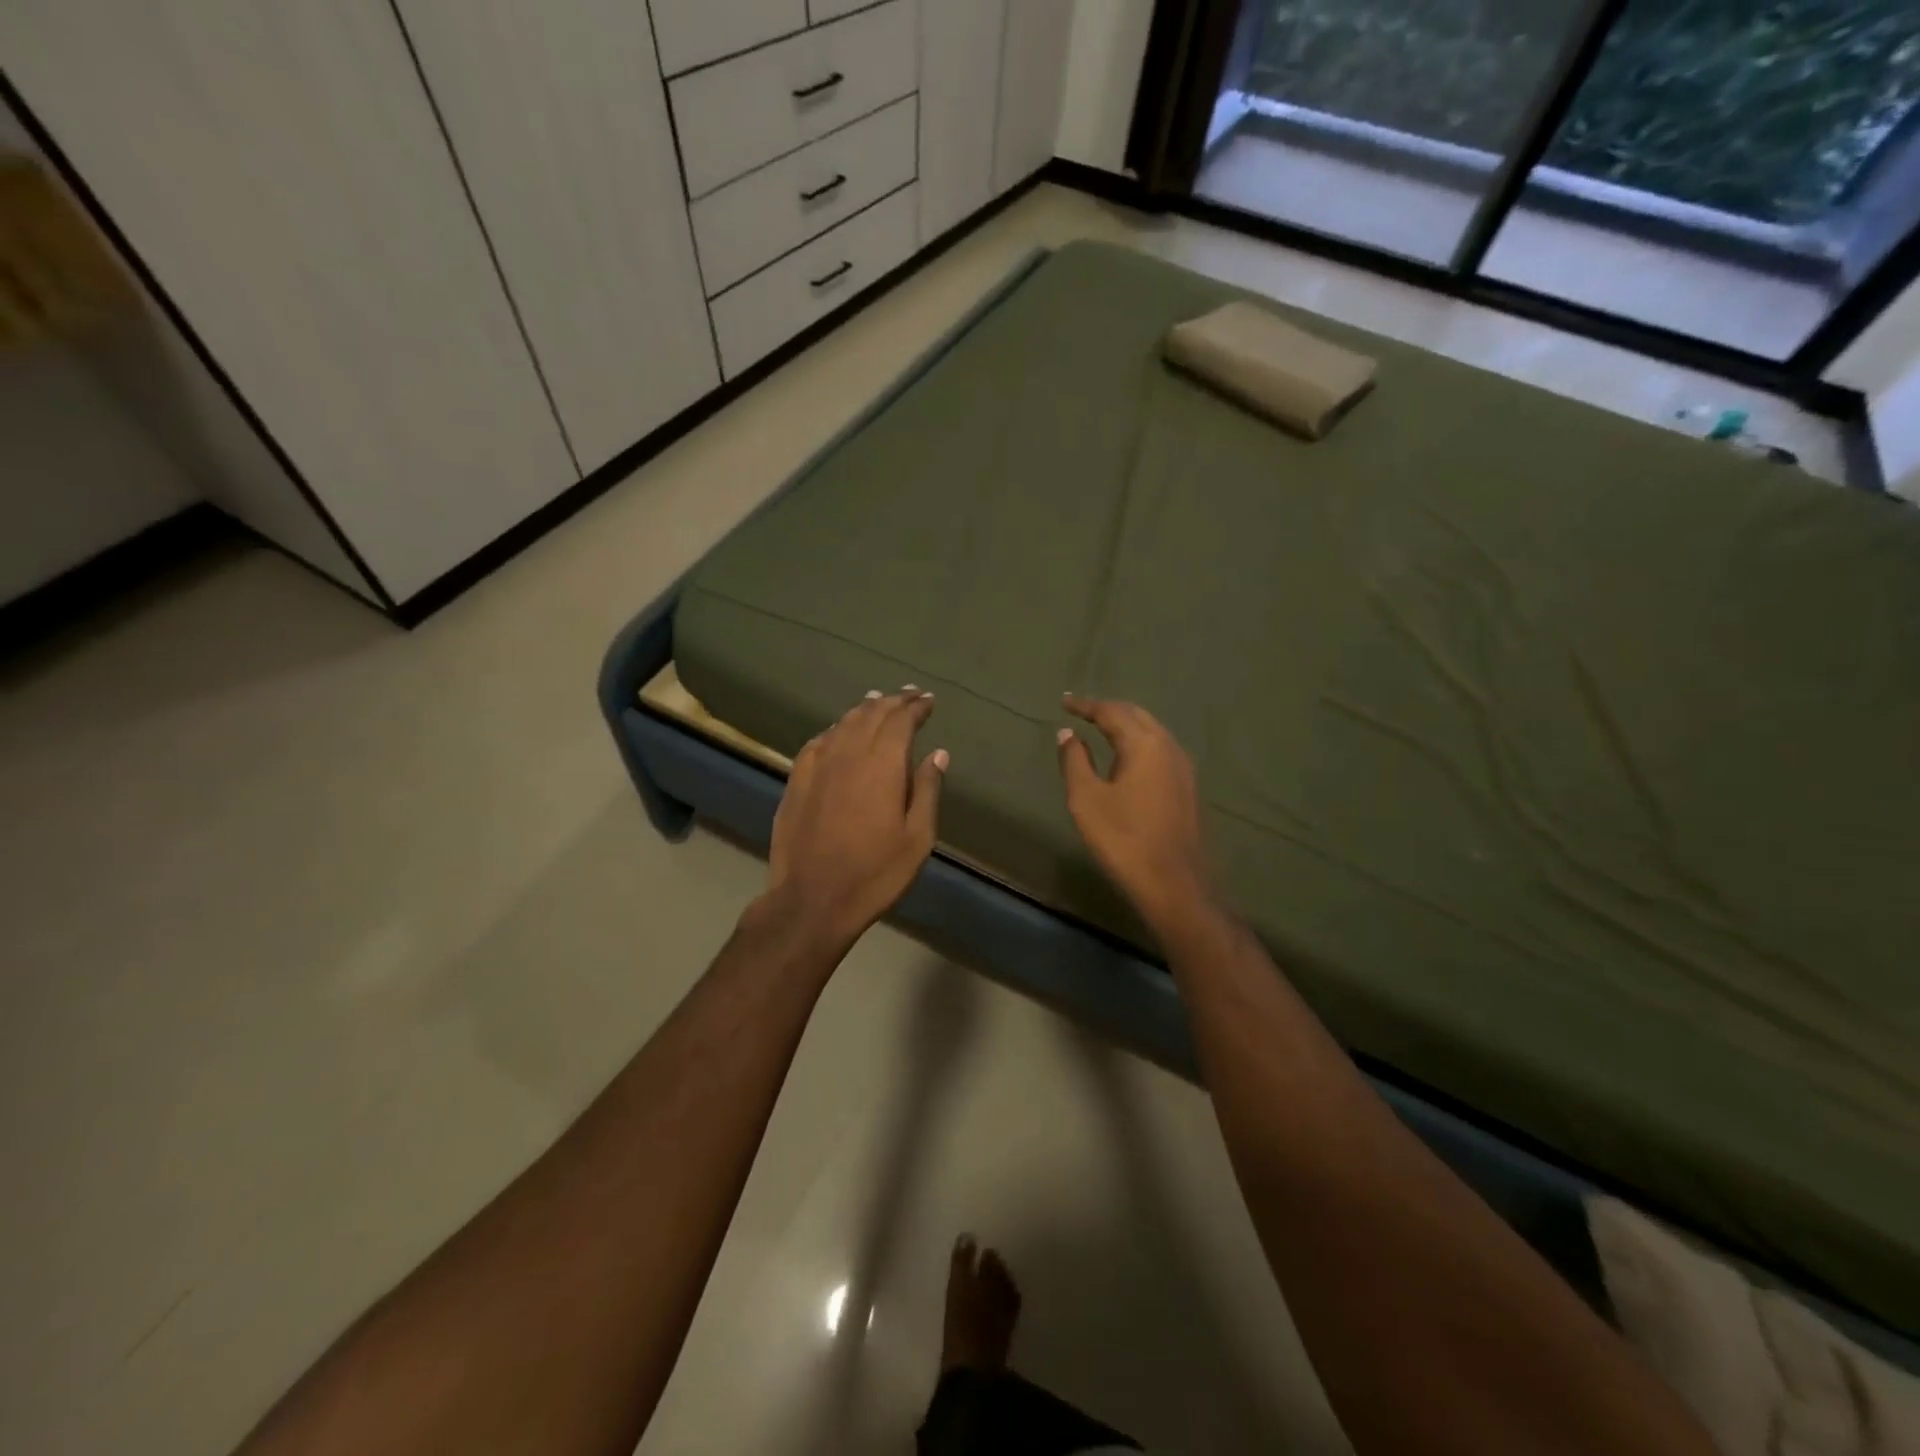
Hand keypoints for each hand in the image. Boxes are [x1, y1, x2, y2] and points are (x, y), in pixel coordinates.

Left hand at [763, 687, 947, 949]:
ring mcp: (817, 766)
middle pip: (871, 714)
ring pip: (843, 724)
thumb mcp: (917, 838)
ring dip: (864, 709)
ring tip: (877, 701)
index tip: (928, 700)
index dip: (916, 707)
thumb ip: (927, 790)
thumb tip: (938, 754)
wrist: (812, 899)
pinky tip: (838, 731)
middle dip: (893, 701)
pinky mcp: (796, 781)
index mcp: (882, 764)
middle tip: (909, 694)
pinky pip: (818, 742)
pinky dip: (834, 730)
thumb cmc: (875, 873)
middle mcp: (848, 754)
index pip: (901, 721)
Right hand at [1056, 694, 1212, 928]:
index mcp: (1144, 744)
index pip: (1111, 712)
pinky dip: (1139, 744)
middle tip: (1083, 712)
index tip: (1064, 701)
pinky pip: (1160, 751)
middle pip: (1137, 716)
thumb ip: (1075, 761)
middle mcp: (1169, 747)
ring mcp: (1184, 768)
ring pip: (1153, 732)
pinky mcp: (1189, 789)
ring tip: (1102, 730)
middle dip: (1109, 710)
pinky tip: (1127, 760)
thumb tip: (1067, 734)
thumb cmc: (1124, 840)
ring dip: (1127, 726)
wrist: (1176, 885)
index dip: (1085, 705)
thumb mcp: (1087, 800)